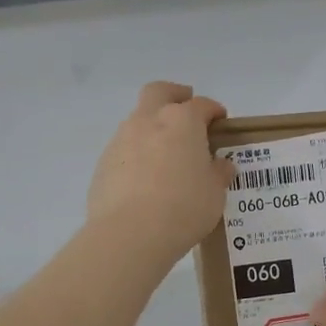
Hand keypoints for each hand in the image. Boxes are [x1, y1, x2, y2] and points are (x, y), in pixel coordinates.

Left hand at [87, 82, 235, 268]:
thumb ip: (218, 174)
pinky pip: (124, 149)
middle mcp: (148, 121)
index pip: (202, 105)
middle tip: (186, 109)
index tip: (221, 122)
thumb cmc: (183, 208)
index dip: (214, 111)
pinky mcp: (103, 163)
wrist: (130, 234)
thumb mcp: (214, 194)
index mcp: (182, 121)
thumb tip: (221, 165)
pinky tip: (144, 179)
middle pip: (159, 92)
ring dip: (152, 128)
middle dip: (174, 95)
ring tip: (165, 155)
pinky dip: (136, 155)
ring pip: (138, 120)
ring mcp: (121, 140)